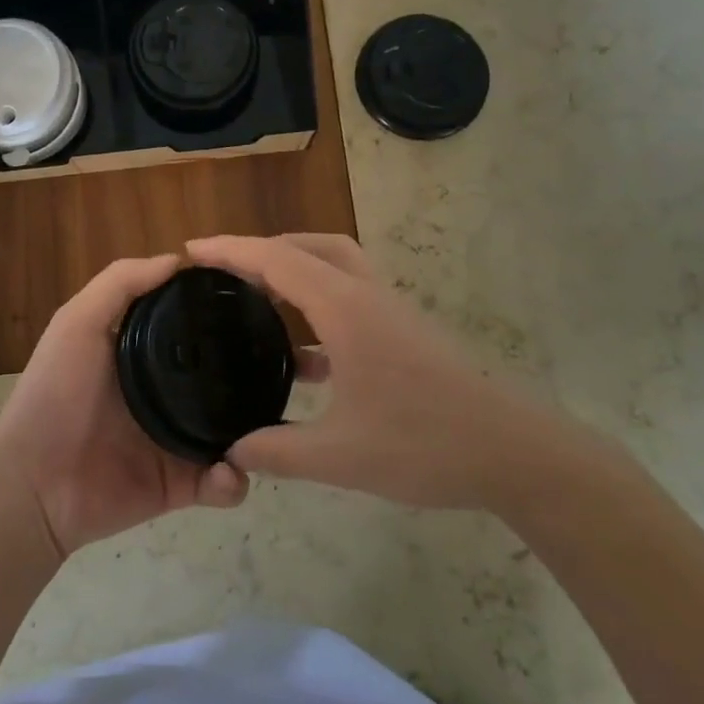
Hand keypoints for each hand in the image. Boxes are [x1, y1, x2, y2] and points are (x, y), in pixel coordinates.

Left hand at [0, 254, 248, 557]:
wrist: (33, 484)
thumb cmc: (54, 392)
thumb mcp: (78, 321)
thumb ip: (121, 283)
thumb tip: (179, 259)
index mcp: (144, 352)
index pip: (192, 325)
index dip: (220, 311)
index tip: (258, 300)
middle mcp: (165, 390)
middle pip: (221, 376)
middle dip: (251, 372)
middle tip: (282, 368)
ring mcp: (175, 438)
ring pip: (233, 429)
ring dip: (253, 431)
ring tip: (266, 427)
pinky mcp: (180, 484)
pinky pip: (221, 482)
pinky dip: (232, 481)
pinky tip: (228, 472)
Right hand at [188, 234, 597, 511]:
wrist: (512, 452)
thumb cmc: (424, 444)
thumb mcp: (341, 456)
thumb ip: (278, 451)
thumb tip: (231, 450)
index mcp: (344, 308)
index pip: (276, 260)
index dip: (231, 250)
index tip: (191, 250)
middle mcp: (365, 295)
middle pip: (307, 247)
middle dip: (262, 251)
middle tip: (225, 274)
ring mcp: (388, 311)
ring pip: (332, 266)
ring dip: (293, 273)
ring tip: (257, 304)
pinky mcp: (402, 331)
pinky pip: (348, 298)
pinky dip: (316, 308)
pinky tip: (303, 359)